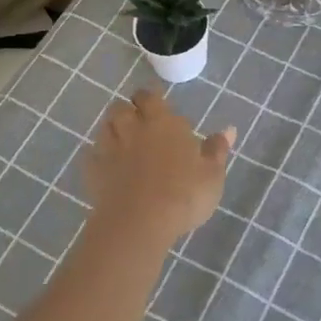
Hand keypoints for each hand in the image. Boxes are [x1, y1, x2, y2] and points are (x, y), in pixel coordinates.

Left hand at [83, 89, 234, 250]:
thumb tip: (229, 129)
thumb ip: (217, 150)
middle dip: (128, 110)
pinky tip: (107, 166)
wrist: (139, 223)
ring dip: (112, 129)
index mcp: (162, 123)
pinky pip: (92, 155)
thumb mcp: (212, 174)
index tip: (157, 105)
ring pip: (104, 127)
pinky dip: (98, 156)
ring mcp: (110, 150)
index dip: (151, 98)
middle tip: (139, 122)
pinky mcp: (94, 172)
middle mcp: (133, 129)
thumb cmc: (183, 194)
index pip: (150, 97)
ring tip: (123, 141)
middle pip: (121, 107)